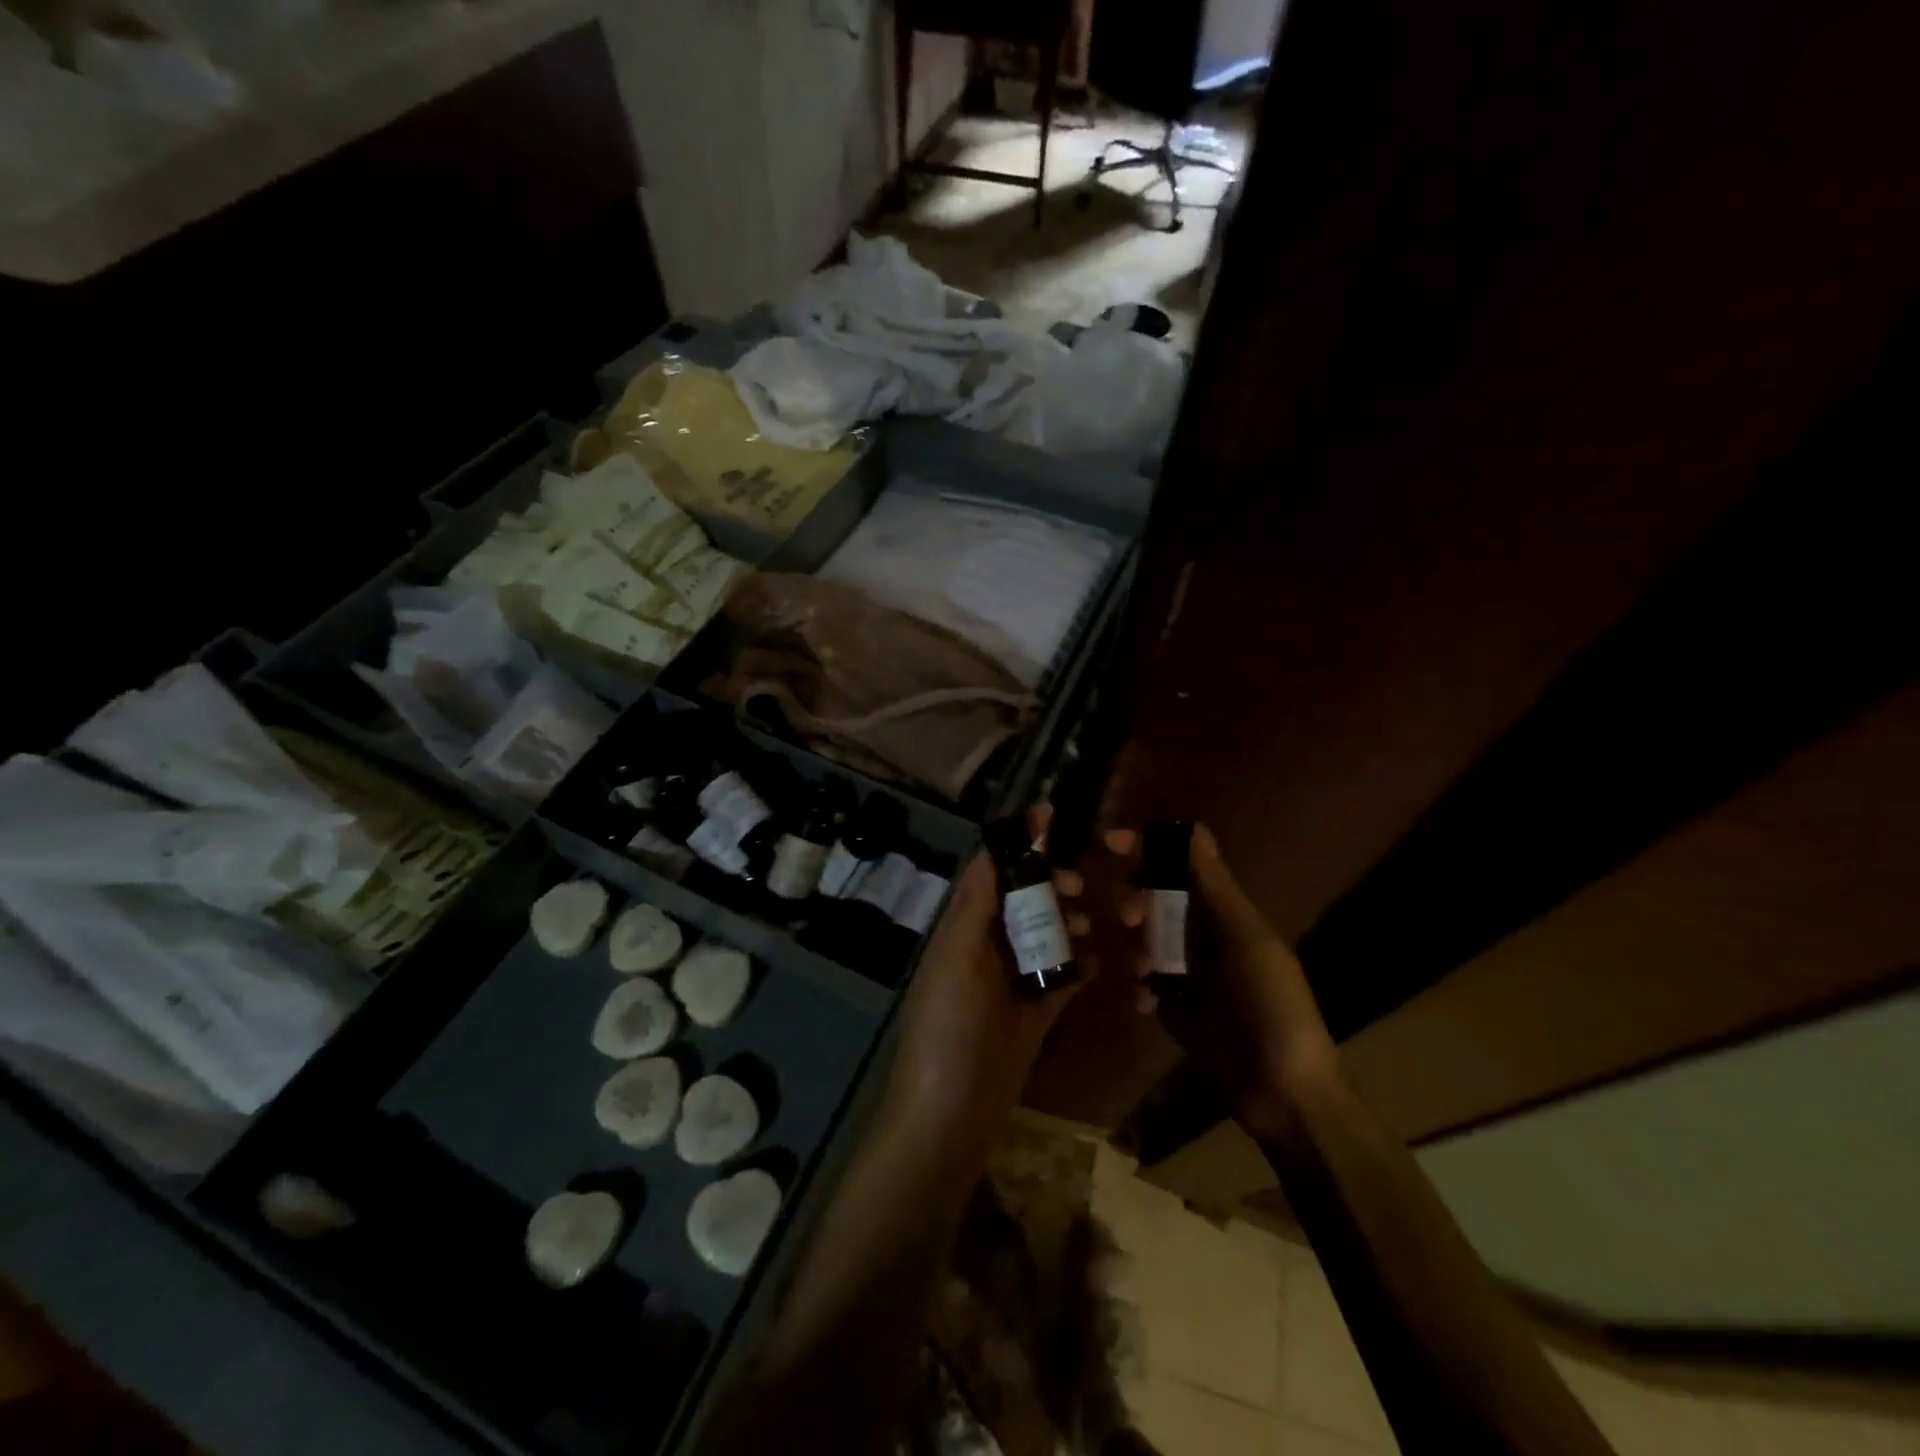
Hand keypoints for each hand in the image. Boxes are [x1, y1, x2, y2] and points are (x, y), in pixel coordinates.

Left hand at [885, 806, 1090, 1147]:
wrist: (951, 1116)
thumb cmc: (947, 1028)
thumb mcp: (955, 958)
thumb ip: (975, 905)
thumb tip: (990, 849)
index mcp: (965, 928)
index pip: (994, 871)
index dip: (1021, 842)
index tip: (1052, 813)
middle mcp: (990, 946)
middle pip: (1029, 900)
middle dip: (1057, 885)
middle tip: (1081, 887)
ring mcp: (1017, 979)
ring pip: (1054, 935)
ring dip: (1079, 924)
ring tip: (1101, 926)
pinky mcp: (1040, 1010)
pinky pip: (1070, 976)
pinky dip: (1091, 966)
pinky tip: (1115, 963)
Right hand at [1105, 824, 1338, 1138]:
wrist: (1282, 1092)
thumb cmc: (1273, 1005)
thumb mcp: (1248, 941)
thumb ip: (1217, 887)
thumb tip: (1194, 828)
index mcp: (1221, 912)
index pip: (1178, 865)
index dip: (1146, 848)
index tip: (1109, 841)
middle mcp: (1198, 934)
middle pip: (1149, 900)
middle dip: (1130, 903)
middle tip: (1129, 919)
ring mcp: (1183, 972)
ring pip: (1137, 940)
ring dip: (1131, 950)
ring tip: (1143, 975)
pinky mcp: (1171, 1006)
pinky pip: (1137, 983)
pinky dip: (1134, 987)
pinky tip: (1144, 1003)